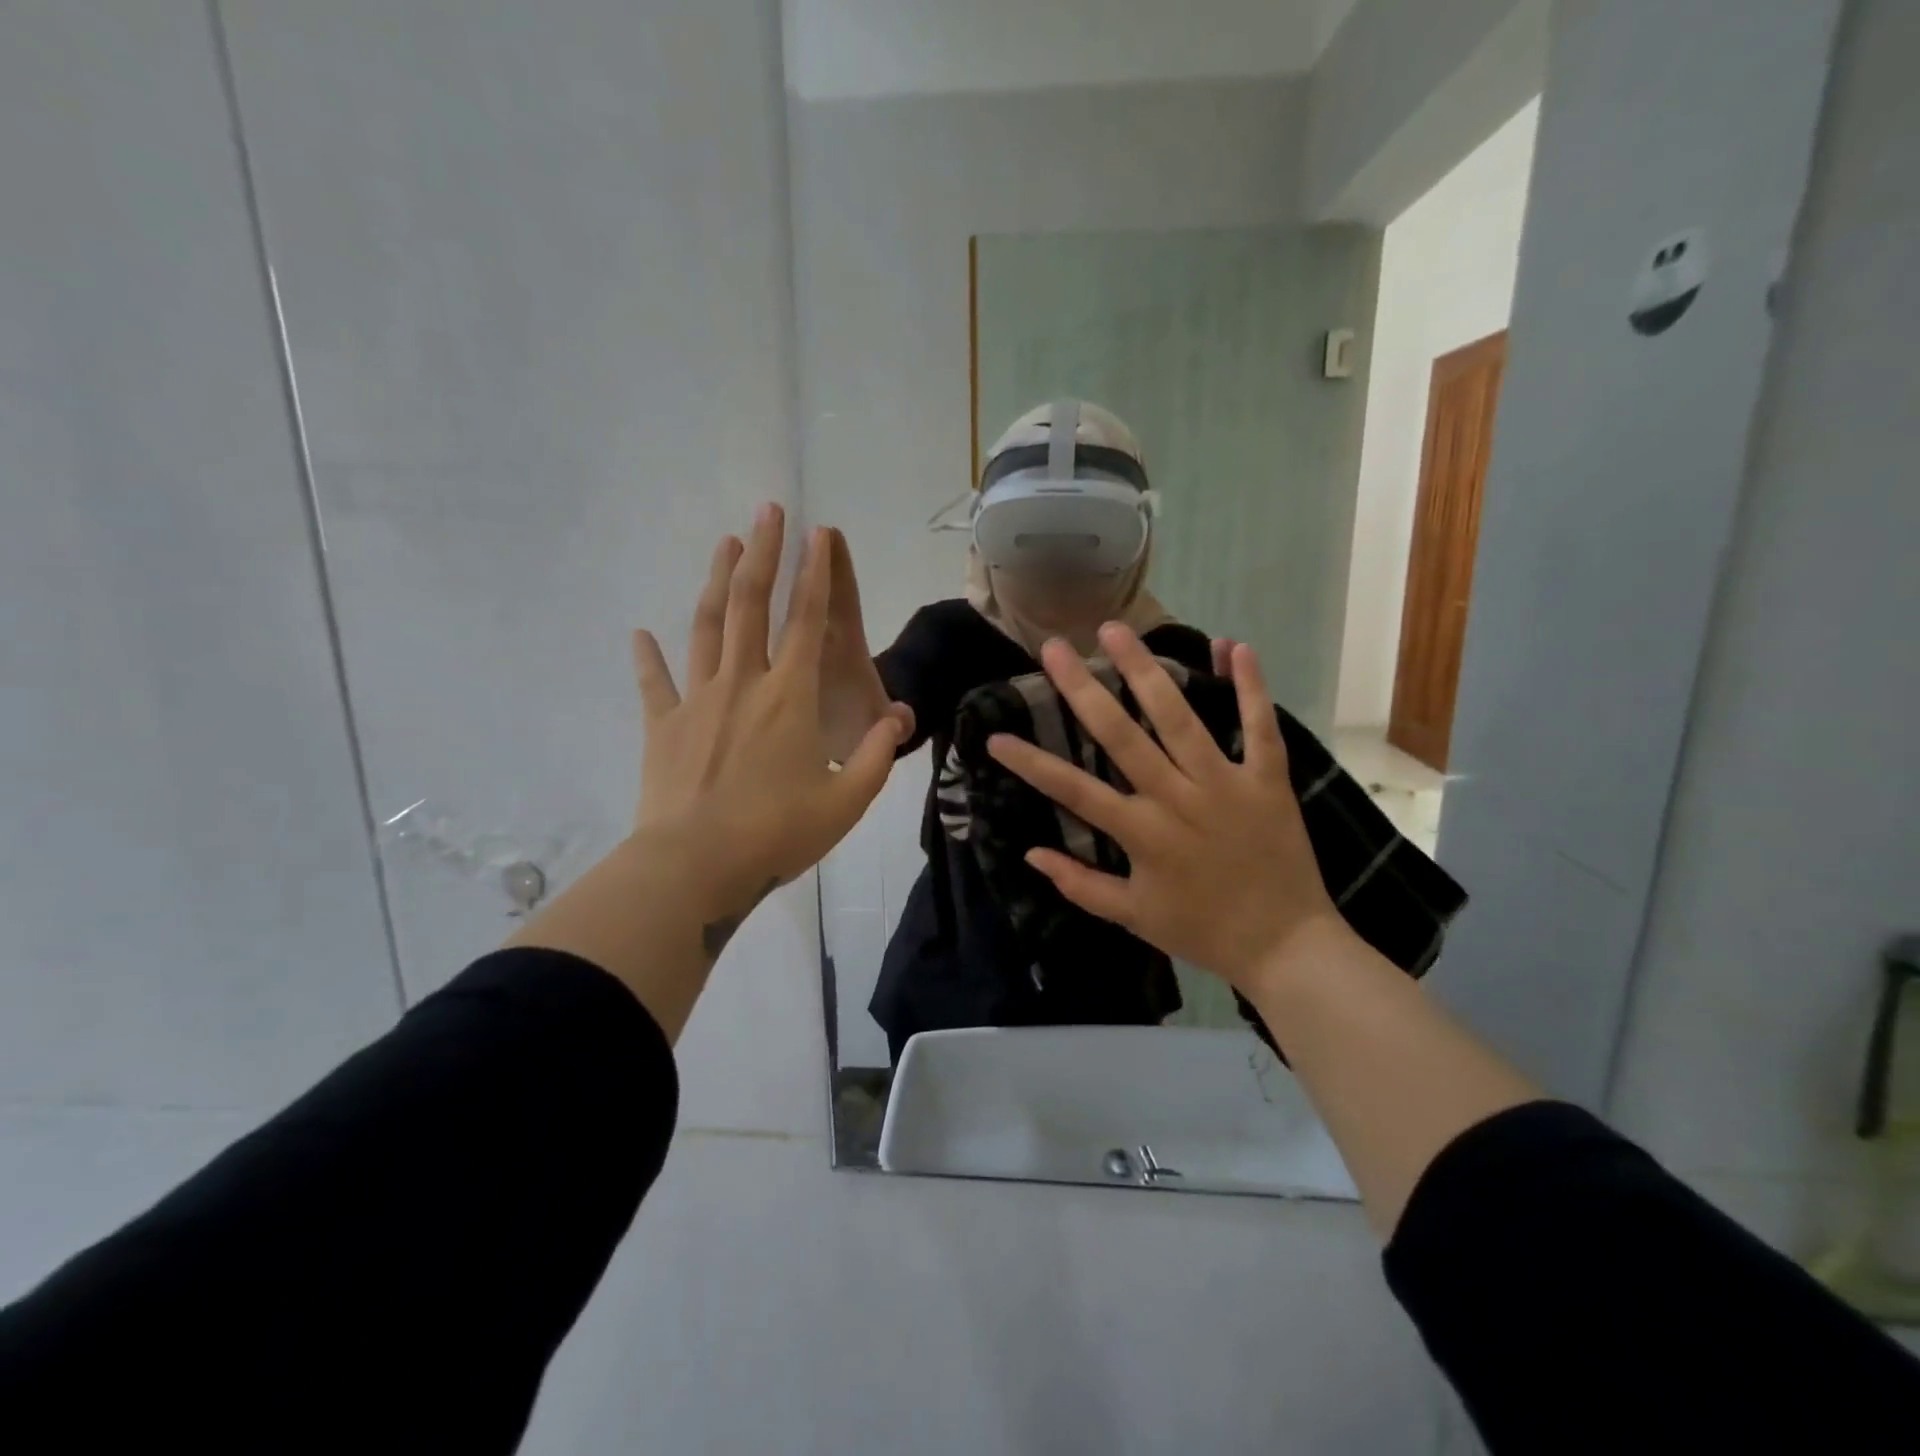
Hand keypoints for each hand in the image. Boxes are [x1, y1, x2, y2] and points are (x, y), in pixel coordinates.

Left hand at [631, 504, 908, 920]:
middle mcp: (744, 684)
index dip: (815, 575)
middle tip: (768, 510)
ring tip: (725, 544)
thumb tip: (896, 719)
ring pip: (707, 627)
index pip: (807, 622)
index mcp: (790, 698)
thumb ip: (877, 756)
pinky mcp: (663, 726)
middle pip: (752, 605)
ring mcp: (698, 700)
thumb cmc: (776, 834)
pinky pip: (655, 683)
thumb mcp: (848, 802)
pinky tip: (639, 634)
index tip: (818, 534)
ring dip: (717, 582)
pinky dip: (648, 657)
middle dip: (763, 554)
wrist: (694, 866)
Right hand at [985, 623, 1354, 994]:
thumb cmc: (1203, 931)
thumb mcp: (1133, 917)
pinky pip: (1260, 727)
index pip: (1073, 790)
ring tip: (1116, 630)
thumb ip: (1080, 884)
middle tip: (1055, 647)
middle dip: (1083, 689)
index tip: (996, 737)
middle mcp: (1178, 798)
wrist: (1287, 947)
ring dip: (1147, 671)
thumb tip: (1030, 853)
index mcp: (1142, 833)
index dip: (1031, 763)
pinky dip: (1250, 686)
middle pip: (1122, 735)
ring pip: (1180, 718)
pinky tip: (1232, 644)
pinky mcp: (1268, 780)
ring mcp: (1226, 784)